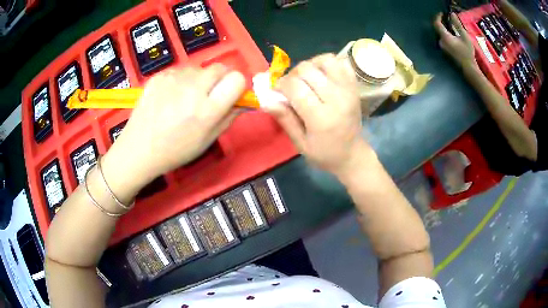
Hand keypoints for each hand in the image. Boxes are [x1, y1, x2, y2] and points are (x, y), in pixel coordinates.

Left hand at [107, 65, 245, 181]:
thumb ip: (229, 117)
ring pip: (199, 69)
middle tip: (208, 95)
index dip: (237, 85)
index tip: (230, 94)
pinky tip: (170, 97)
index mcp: (207, 110)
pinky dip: (181, 80)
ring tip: (184, 99)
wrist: (139, 149)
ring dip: (199, 80)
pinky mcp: (159, 75)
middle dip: (220, 79)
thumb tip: (244, 100)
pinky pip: (181, 71)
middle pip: (220, 68)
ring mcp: (173, 79)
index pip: (236, 79)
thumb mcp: (207, 140)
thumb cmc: (176, 150)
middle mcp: (192, 89)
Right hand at [265, 54, 372, 177]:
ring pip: (325, 60)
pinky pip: (341, 63)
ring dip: (311, 65)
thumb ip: (285, 119)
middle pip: (307, 69)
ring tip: (307, 79)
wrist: (353, 154)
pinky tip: (323, 76)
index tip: (277, 91)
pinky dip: (329, 65)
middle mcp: (337, 98)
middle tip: (291, 88)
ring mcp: (348, 89)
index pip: (295, 86)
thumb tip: (266, 100)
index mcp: (321, 117)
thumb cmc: (324, 153)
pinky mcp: (354, 86)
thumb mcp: (300, 144)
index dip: (280, 84)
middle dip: (292, 75)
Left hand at [434, 13, 476, 68]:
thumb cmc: (467, 53)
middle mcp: (441, 42)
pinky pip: (444, 41)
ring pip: (441, 35)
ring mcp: (442, 48)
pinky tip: (453, 37)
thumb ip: (457, 24)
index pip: (437, 23)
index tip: (442, 13)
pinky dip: (447, 36)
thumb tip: (452, 14)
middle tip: (449, 20)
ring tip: (452, 27)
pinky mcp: (445, 52)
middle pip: (438, 29)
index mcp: (445, 37)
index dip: (438, 17)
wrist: (468, 69)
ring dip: (445, 30)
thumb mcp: (464, 37)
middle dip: (442, 23)